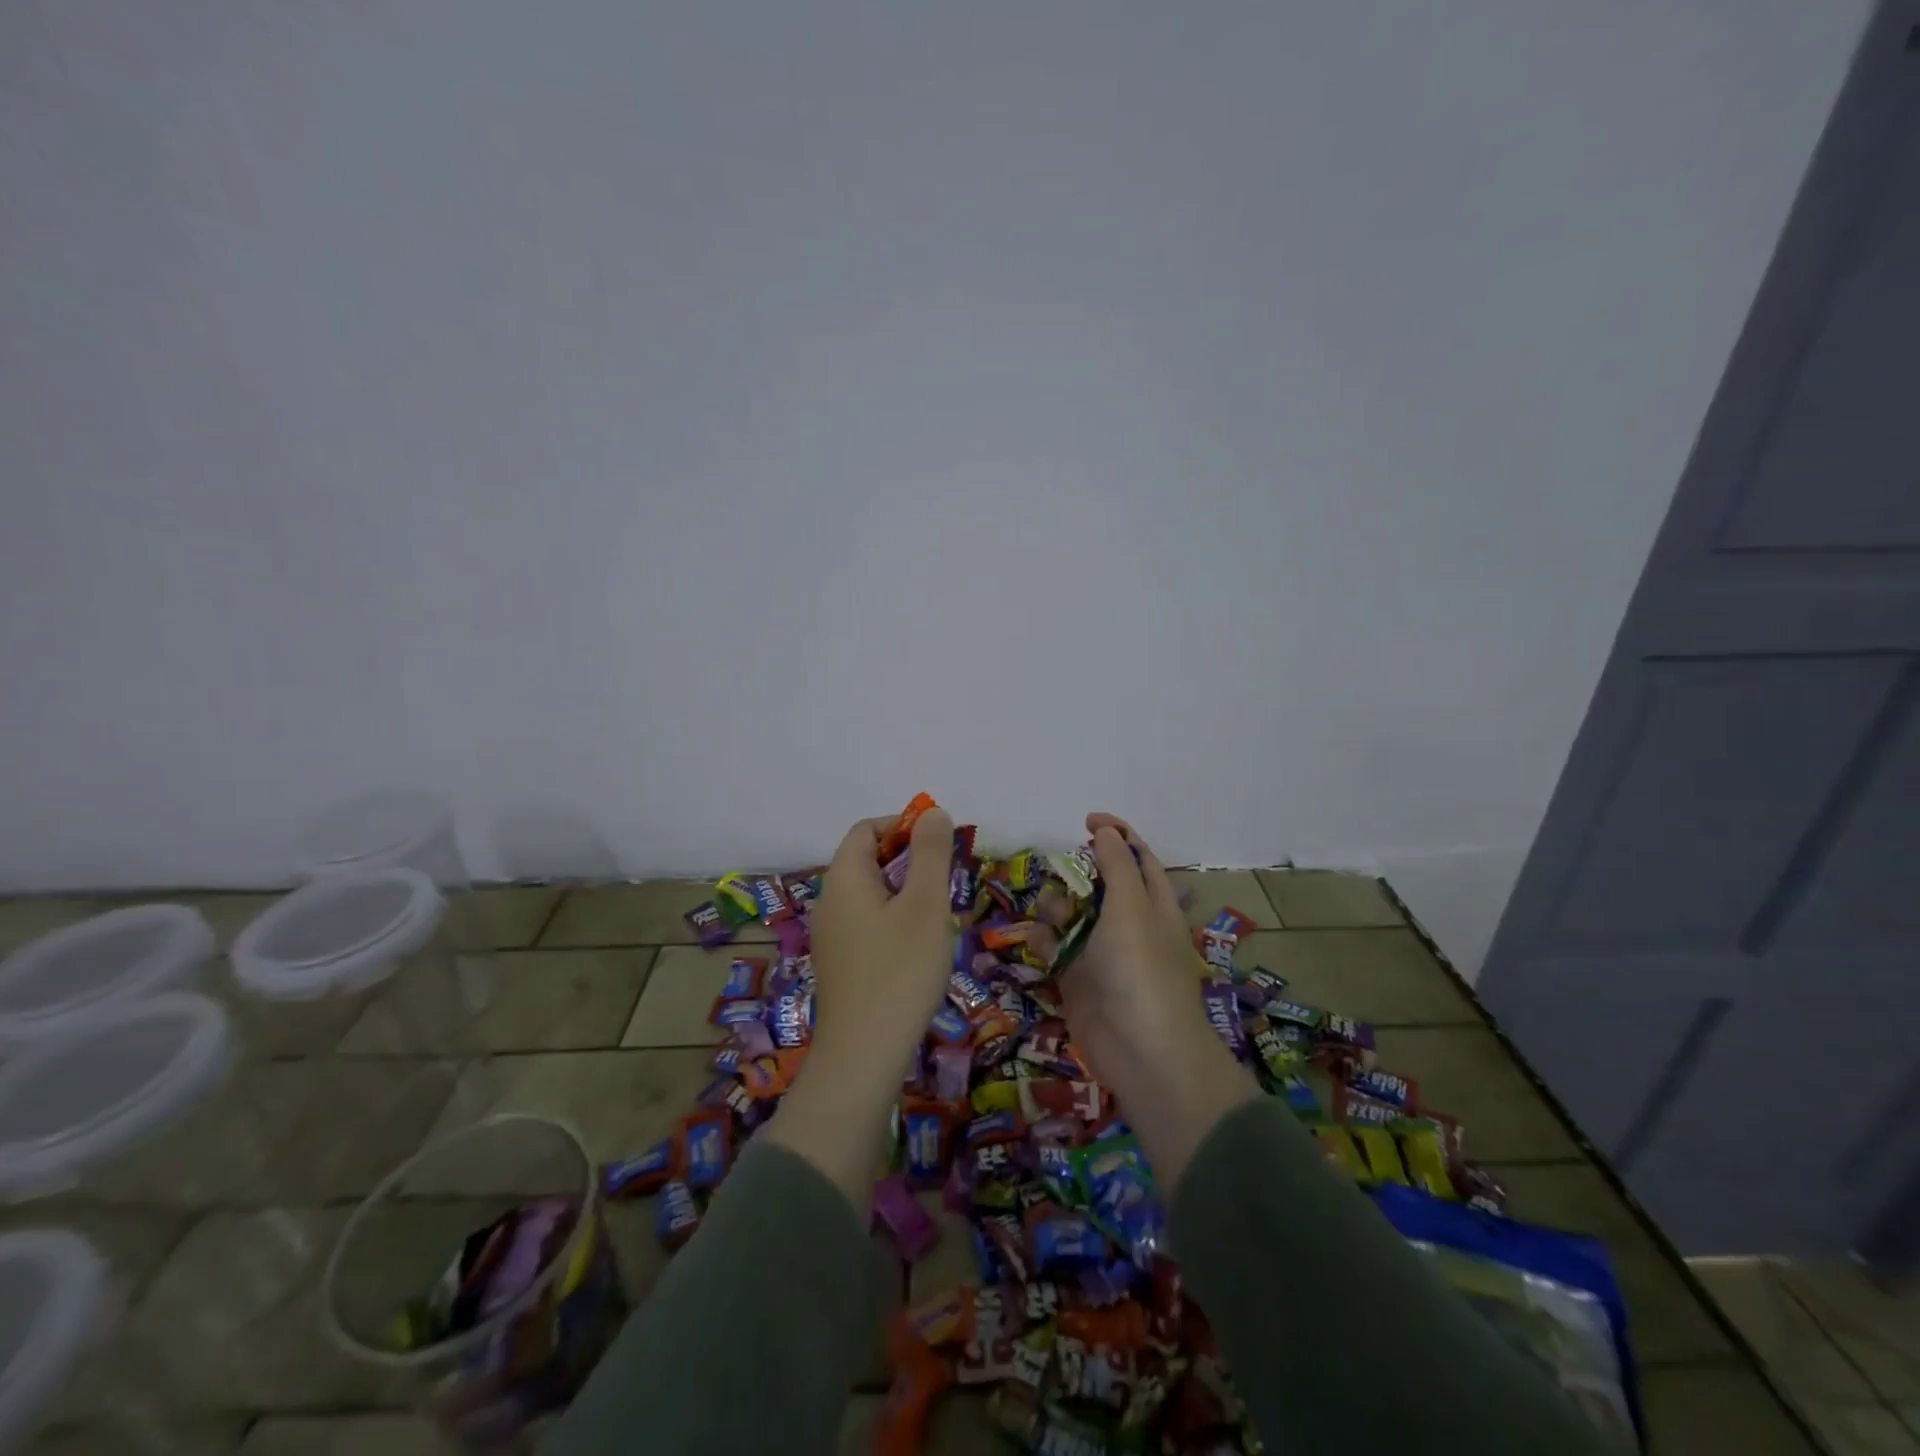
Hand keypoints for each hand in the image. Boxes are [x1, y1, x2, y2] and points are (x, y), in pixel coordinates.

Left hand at [809, 806, 956, 1056]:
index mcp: (844, 878)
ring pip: (870, 894)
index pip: (866, 829)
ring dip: (904, 892)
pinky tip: (917, 949)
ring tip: (936, 916)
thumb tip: (933, 813)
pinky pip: (867, 923)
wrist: (863, 1055)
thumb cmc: (900, 970)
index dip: (902, 825)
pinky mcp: (839, 965)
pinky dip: (893, 920)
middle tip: (944, 881)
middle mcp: (829, 901)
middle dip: (908, 860)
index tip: (939, 844)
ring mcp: (830, 936)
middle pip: (866, 860)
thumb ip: (931, 853)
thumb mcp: (925, 904)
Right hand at [1060, 812, 1259, 1190]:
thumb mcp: (1132, 907)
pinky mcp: (1076, 978)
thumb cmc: (1141, 969)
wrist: (1140, 1051)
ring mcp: (1101, 952)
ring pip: (1071, 913)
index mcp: (1154, 904)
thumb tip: (1106, 831)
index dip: (1117, 835)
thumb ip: (1117, 865)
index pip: (1138, 858)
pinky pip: (1055, 947)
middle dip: (1077, 874)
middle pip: (1098, 883)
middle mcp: (1128, 924)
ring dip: (1057, 907)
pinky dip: (1046, 940)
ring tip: (1055, 917)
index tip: (1086, 820)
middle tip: (1064, 877)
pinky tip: (1042, 943)